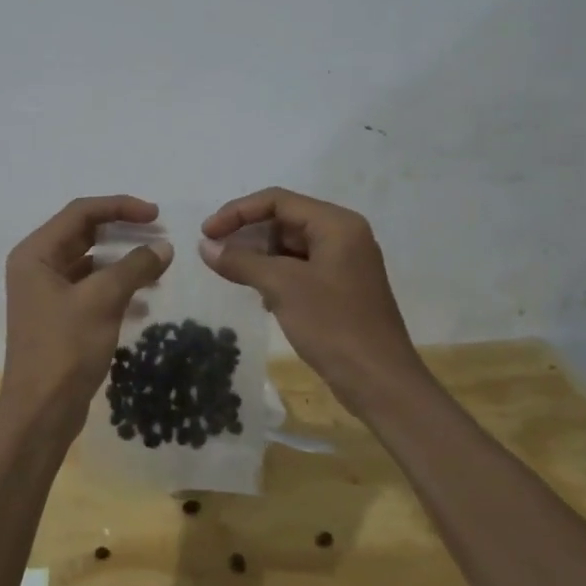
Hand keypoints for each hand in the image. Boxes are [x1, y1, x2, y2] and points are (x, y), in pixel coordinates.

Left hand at [2, 196, 173, 437]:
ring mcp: (46, 292)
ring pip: (90, 262)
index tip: (156, 215)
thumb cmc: (65, 348)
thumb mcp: (103, 301)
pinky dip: (117, 287)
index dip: (120, 207)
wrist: (41, 413)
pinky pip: (91, 288)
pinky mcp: (59, 316)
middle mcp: (37, 266)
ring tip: (158, 266)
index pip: (81, 212)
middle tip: (159, 235)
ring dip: (123, 261)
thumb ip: (134, 267)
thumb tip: (164, 247)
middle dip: (123, 232)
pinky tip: (145, 299)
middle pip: (84, 233)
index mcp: (36, 253)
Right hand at [200, 188, 420, 416]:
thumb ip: (240, 261)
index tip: (207, 232)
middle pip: (284, 220)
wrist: (381, 384)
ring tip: (231, 273)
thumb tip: (204, 246)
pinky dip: (276, 275)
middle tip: (214, 253)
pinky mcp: (341, 288)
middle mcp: (344, 235)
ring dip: (259, 256)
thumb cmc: (333, 326)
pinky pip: (300, 268)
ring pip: (291, 246)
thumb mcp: (281, 287)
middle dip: (248, 234)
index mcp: (336, 224)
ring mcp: (345, 263)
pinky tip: (260, 296)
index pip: (278, 201)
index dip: (237, 212)